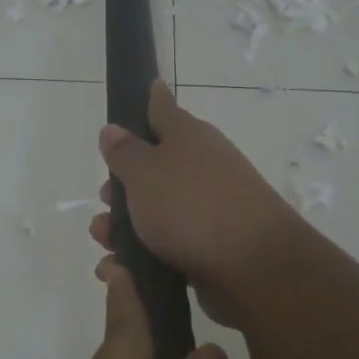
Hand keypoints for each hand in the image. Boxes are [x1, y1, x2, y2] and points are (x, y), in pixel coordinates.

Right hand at [91, 80, 306, 325]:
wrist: (254, 268)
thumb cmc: (192, 207)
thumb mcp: (146, 173)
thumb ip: (125, 153)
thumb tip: (113, 129)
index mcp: (189, 138)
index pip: (163, 109)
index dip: (148, 100)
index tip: (141, 90)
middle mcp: (201, 167)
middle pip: (154, 166)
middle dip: (122, 184)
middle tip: (103, 199)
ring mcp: (208, 208)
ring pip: (156, 209)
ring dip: (125, 224)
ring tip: (104, 241)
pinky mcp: (209, 247)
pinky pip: (166, 244)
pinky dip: (142, 254)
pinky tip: (120, 267)